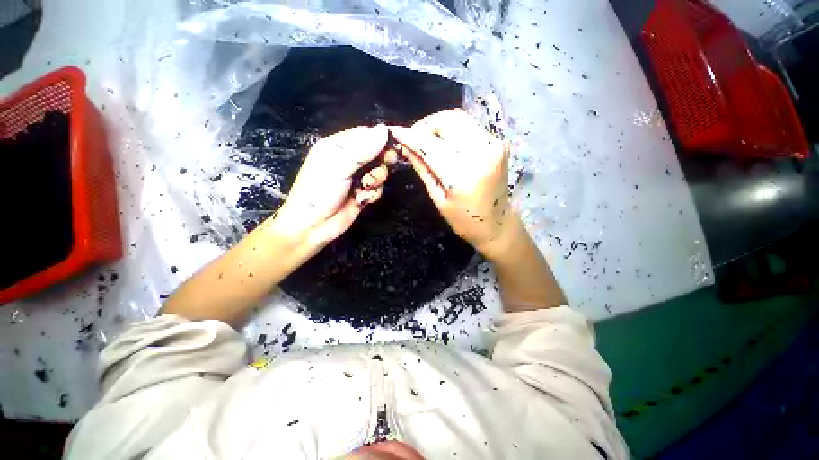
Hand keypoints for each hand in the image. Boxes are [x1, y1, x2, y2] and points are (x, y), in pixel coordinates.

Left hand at [271, 125, 389, 251]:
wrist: (313, 226)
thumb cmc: (319, 192)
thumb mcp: (339, 166)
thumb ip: (362, 149)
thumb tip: (384, 130)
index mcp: (338, 146)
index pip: (365, 134)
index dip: (380, 139)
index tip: (392, 147)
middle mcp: (349, 160)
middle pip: (376, 153)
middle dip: (381, 161)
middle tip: (385, 165)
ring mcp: (356, 178)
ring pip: (379, 171)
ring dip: (376, 179)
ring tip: (365, 187)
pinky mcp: (362, 193)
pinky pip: (377, 188)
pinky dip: (373, 193)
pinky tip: (362, 198)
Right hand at [390, 109, 515, 259]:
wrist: (497, 223)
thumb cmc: (464, 220)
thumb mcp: (438, 198)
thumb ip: (422, 169)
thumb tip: (405, 147)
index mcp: (461, 175)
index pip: (430, 144)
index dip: (410, 135)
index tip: (395, 131)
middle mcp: (480, 153)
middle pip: (447, 120)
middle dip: (425, 125)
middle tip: (414, 138)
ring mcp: (493, 145)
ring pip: (459, 118)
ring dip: (438, 124)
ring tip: (427, 140)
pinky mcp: (499, 143)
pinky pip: (469, 126)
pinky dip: (453, 130)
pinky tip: (445, 143)